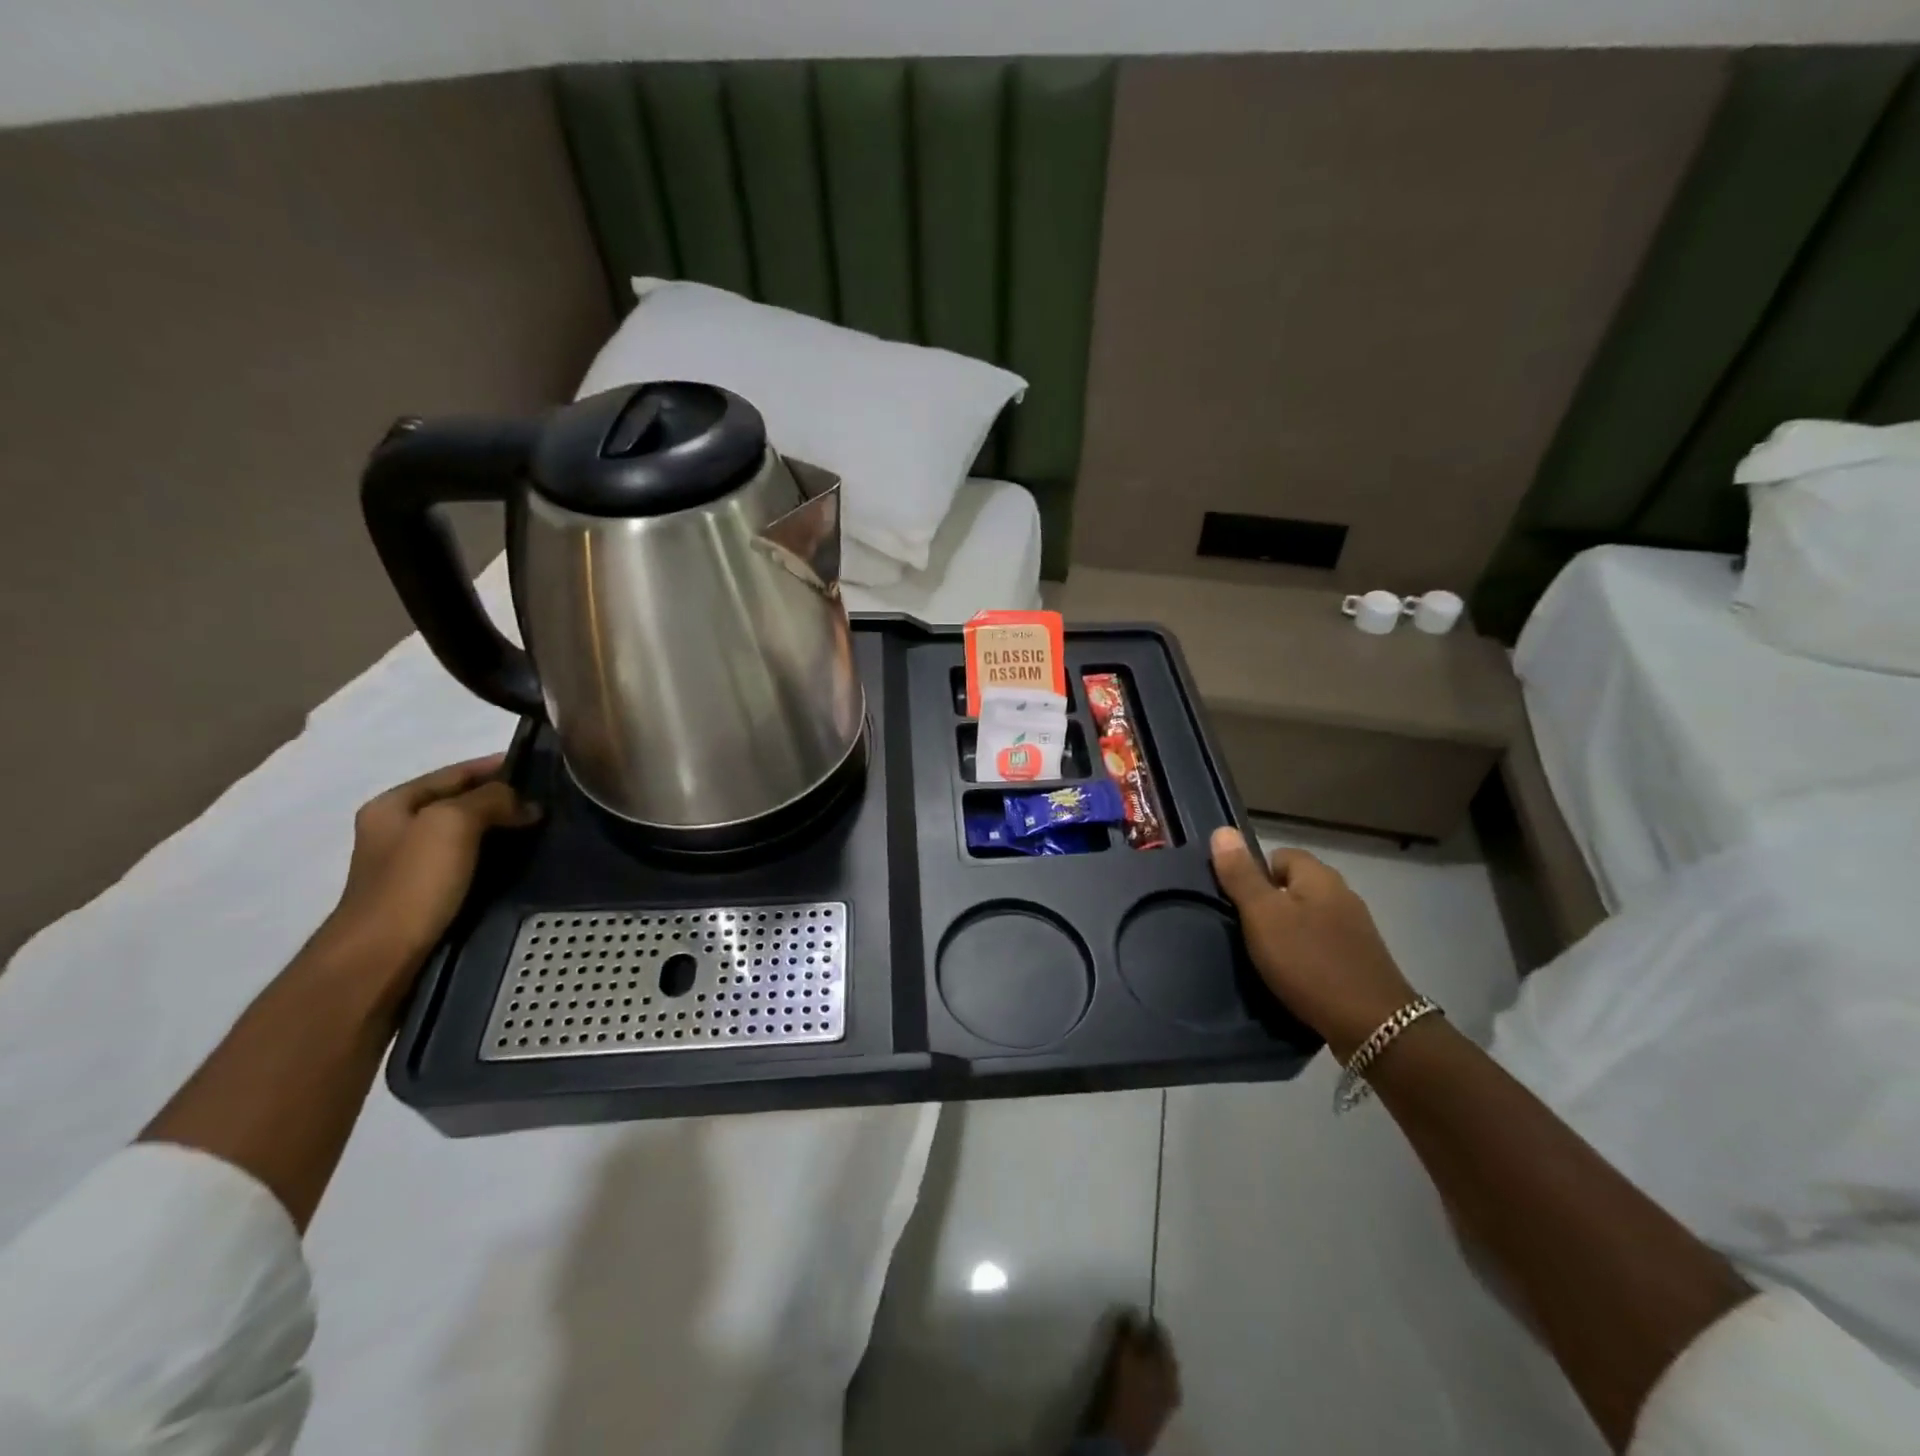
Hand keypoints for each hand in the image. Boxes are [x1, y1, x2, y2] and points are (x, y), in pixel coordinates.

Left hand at [316, 755, 539, 992]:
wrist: (381, 959)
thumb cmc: (412, 883)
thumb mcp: (452, 823)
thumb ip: (490, 800)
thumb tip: (525, 804)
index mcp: (394, 805)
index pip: (455, 772)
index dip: (496, 766)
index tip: (539, 768)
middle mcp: (398, 830)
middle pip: (461, 802)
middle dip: (503, 799)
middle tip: (549, 802)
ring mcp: (411, 865)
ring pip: (468, 834)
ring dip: (503, 830)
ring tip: (544, 830)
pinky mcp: (428, 895)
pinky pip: (470, 863)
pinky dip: (496, 857)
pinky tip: (522, 862)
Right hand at [1210, 827, 1417, 1058]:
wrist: (1372, 1026)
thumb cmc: (1309, 962)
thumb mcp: (1263, 916)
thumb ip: (1241, 875)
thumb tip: (1222, 830)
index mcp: (1319, 876)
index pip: (1279, 855)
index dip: (1254, 874)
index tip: (1237, 903)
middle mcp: (1342, 894)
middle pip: (1294, 887)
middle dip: (1268, 905)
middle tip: (1246, 932)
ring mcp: (1355, 929)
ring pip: (1307, 917)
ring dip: (1287, 932)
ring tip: (1265, 958)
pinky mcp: (1361, 960)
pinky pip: (1322, 945)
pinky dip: (1305, 956)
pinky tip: (1293, 977)